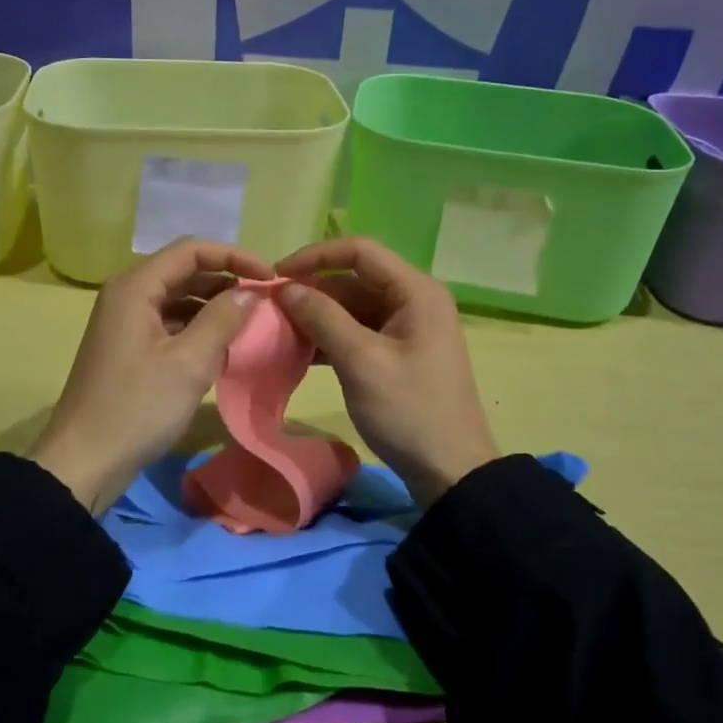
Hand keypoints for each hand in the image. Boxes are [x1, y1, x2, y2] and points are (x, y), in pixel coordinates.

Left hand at [31, 238, 270, 511]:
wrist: (84, 461)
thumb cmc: (137, 407)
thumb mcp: (189, 363)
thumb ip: (222, 320)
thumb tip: (250, 292)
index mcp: (136, 287)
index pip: (192, 250)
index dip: (234, 256)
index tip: (270, 278)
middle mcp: (127, 294)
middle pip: (184, 270)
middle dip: (227, 280)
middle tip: (266, 301)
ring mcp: (126, 321)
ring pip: (178, 297)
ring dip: (214, 305)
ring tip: (251, 322)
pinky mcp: (129, 346)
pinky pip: (170, 322)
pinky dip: (197, 327)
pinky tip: (222, 347)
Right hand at [274, 236, 496, 504]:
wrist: (451, 471)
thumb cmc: (409, 410)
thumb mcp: (361, 362)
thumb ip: (322, 318)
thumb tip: (285, 287)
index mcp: (415, 290)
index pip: (359, 251)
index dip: (315, 256)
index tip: (276, 276)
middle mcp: (413, 299)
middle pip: (354, 278)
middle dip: (312, 290)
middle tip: (270, 309)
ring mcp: (407, 326)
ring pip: (352, 305)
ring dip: (317, 315)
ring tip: (279, 331)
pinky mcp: (398, 351)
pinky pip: (358, 330)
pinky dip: (330, 337)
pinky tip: (300, 352)